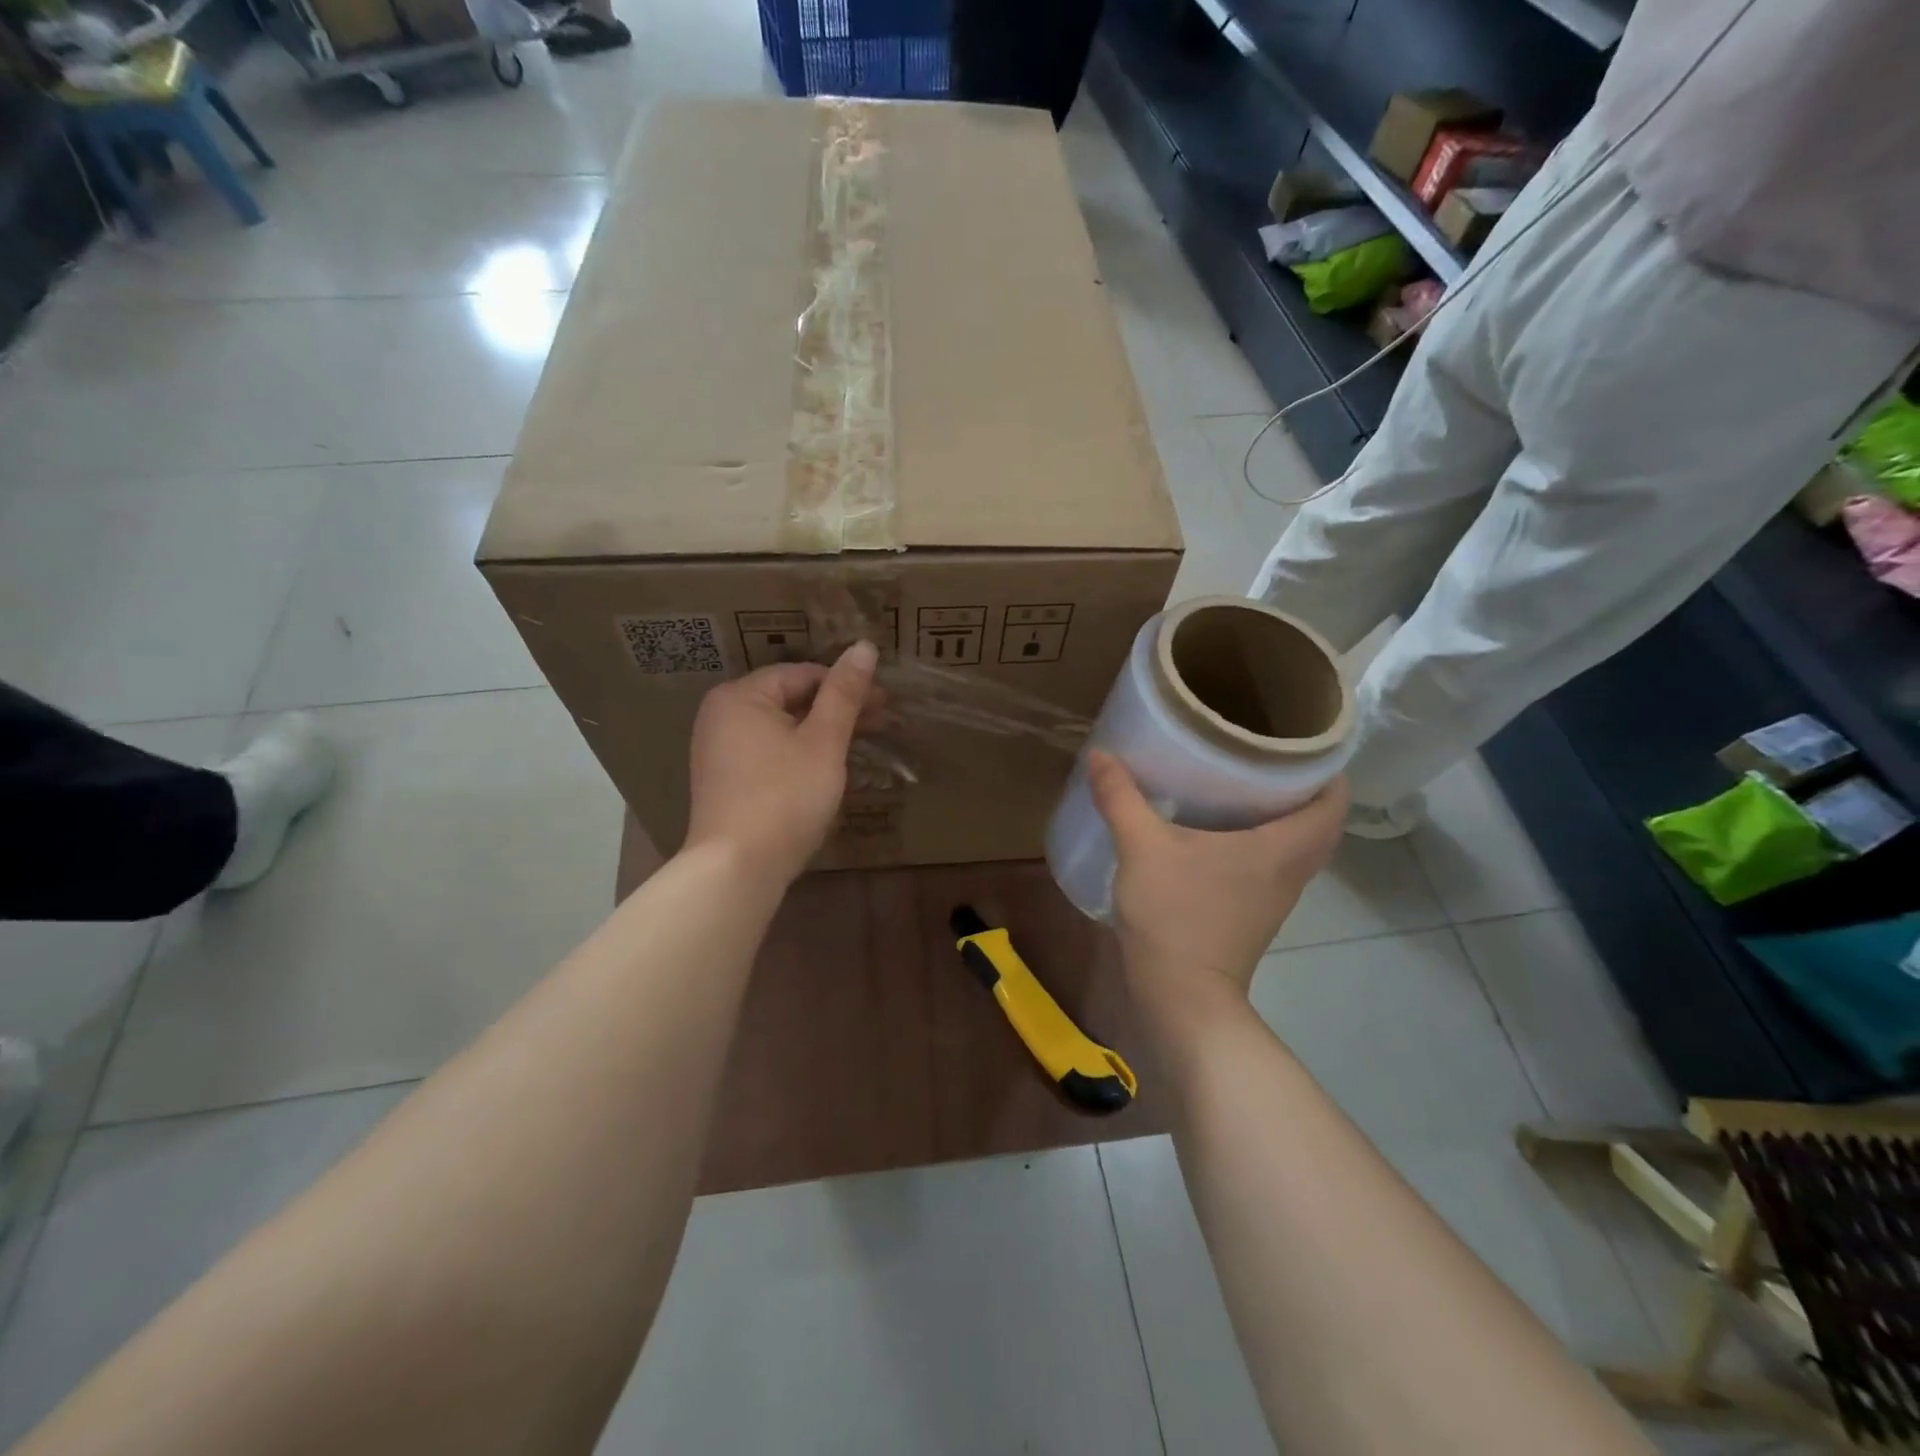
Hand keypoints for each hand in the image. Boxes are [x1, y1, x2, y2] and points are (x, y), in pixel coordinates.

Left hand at [685, 642, 878, 882]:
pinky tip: (826, 768)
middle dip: (837, 709)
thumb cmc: (785, 796)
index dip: (847, 685)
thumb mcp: (823, 742)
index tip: (885, 701)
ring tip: (860, 744)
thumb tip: (864, 646)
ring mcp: (718, 750)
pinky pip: (769, 752)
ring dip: (822, 732)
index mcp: (740, 696)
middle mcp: (721, 715)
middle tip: (882, 722)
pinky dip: (799, 753)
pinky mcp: (725, 781)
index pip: (802, 675)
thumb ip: (844, 694)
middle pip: (790, 700)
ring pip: (781, 728)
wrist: (737, 868)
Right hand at [1088, 751, 1346, 994]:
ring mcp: (1274, 896)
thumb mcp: (1142, 847)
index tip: (1302, 737)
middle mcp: (1290, 870)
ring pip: (1296, 845)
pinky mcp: (1253, 913)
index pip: (1334, 800)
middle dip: (1303, 786)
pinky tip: (1217, 829)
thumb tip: (1101, 753)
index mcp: (1282, 847)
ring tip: (1244, 782)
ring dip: (1282, 815)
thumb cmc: (1176, 915)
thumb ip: (1121, 797)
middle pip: (1319, 821)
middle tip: (1268, 755)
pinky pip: (1272, 864)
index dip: (1329, 766)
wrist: (1181, 997)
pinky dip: (1259, 842)